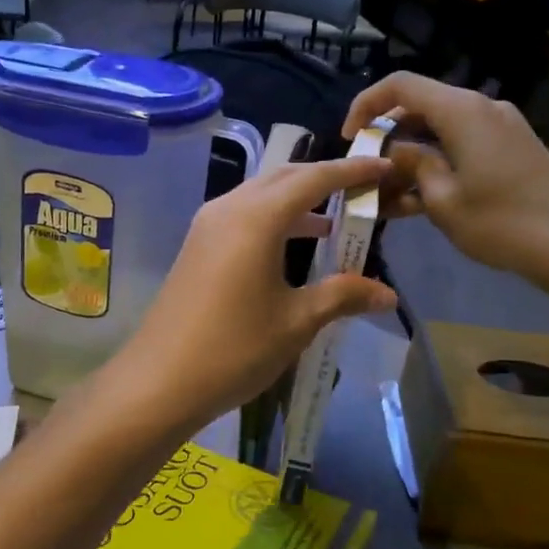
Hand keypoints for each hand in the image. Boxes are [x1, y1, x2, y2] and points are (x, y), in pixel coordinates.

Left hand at [108, 158, 397, 431]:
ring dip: (298, 201)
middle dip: (325, 178)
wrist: (159, 380)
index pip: (314, 179)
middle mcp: (229, 208)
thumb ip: (343, 296)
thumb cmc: (234, 348)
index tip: (384, 167)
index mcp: (257, 217)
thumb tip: (388, 295)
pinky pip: (243, 215)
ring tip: (335, 220)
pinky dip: (275, 219)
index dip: (352, 171)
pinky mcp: (197, 246)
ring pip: (261, 195)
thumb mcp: (297, 321)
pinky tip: (295, 246)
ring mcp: (207, 226)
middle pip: (284, 178)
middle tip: (363, 189)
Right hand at [343, 73, 548, 294]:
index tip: (349, 138)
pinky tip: (418, 200)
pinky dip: (436, 163)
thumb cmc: (500, 222)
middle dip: (387, 136)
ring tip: (387, 195)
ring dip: (410, 156)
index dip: (367, 105)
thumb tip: (393, 151)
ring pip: (440, 129)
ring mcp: (500, 128)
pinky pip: (461, 144)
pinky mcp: (511, 149)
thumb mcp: (442, 199)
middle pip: (420, 106)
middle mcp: (481, 108)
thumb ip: (411, 165)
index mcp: (462, 111)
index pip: (401, 86)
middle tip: (366, 172)